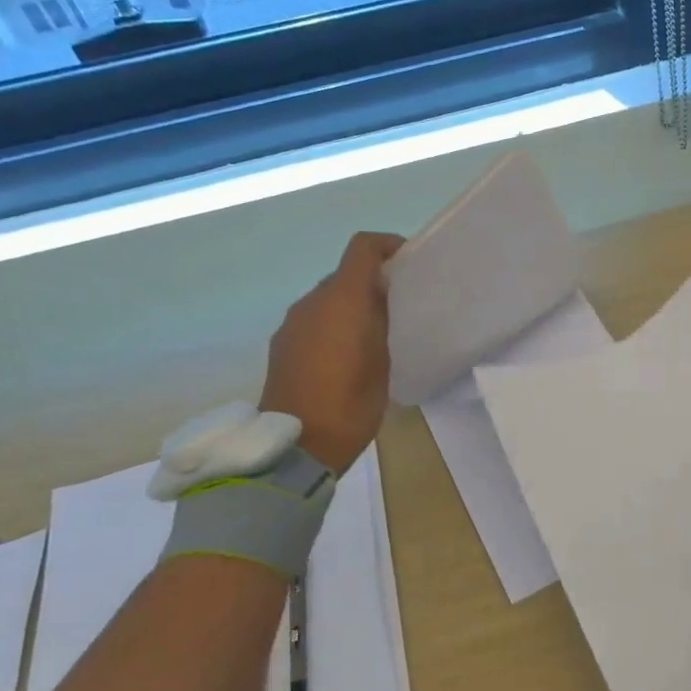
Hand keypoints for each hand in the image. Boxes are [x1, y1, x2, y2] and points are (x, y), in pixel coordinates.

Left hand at [260, 232, 402, 472]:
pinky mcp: (282, 345)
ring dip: (350, 307)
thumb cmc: (351, 402)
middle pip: (344, 274)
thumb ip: (380, 317)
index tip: (408, 262)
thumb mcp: (382, 358)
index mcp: (341, 299)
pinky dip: (332, 326)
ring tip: (373, 336)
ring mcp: (292, 323)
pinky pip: (313, 321)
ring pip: (327, 299)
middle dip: (371, 283)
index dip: (387, 246)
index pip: (362, 248)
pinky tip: (345, 356)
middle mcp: (311, 302)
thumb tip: (379, 293)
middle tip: (397, 308)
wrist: (299, 444)